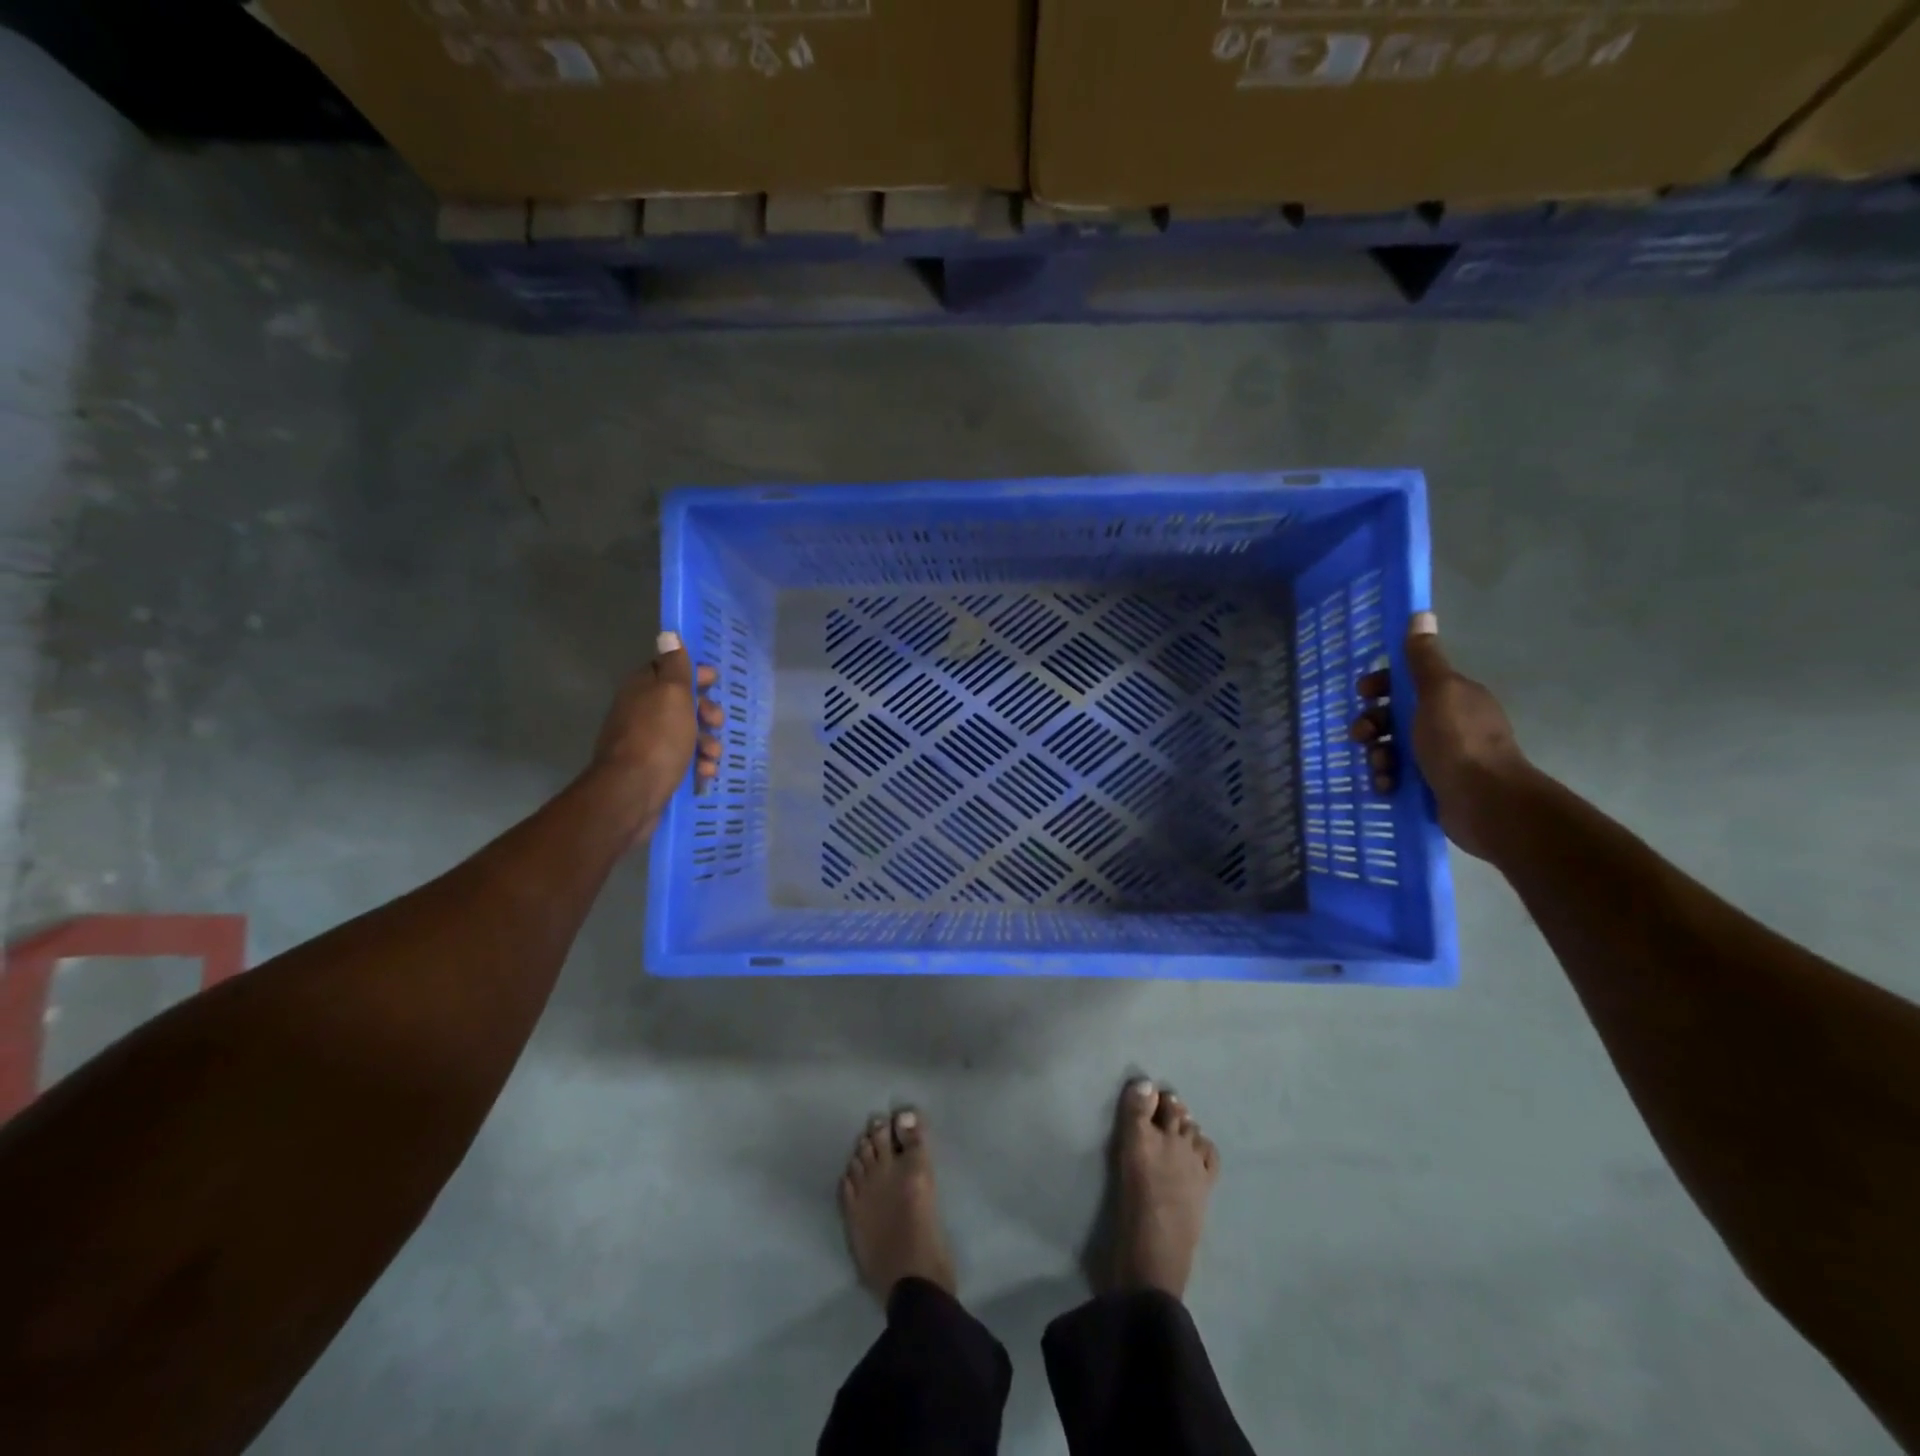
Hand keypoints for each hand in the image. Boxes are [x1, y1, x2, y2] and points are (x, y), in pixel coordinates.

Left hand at [589, 631, 724, 830]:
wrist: (632, 793)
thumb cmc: (658, 738)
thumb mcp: (673, 694)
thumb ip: (675, 666)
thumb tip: (668, 634)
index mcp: (642, 689)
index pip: (667, 669)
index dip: (693, 673)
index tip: (714, 682)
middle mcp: (640, 712)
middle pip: (680, 703)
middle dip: (705, 711)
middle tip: (716, 721)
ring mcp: (645, 743)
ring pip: (684, 734)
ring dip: (706, 742)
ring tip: (714, 755)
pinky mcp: (652, 770)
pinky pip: (681, 760)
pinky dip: (697, 764)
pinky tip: (705, 773)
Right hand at [1352, 612, 1534, 860]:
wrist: (1485, 802)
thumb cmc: (1457, 741)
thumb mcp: (1437, 691)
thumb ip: (1423, 658)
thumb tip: (1421, 614)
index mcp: (1452, 696)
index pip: (1409, 681)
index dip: (1382, 684)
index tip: (1363, 694)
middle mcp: (1449, 722)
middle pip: (1396, 715)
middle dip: (1373, 724)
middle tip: (1361, 737)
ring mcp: (1443, 756)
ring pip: (1394, 747)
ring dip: (1377, 754)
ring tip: (1379, 767)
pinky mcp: (1435, 785)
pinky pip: (1399, 776)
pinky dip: (1388, 779)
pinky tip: (1386, 786)